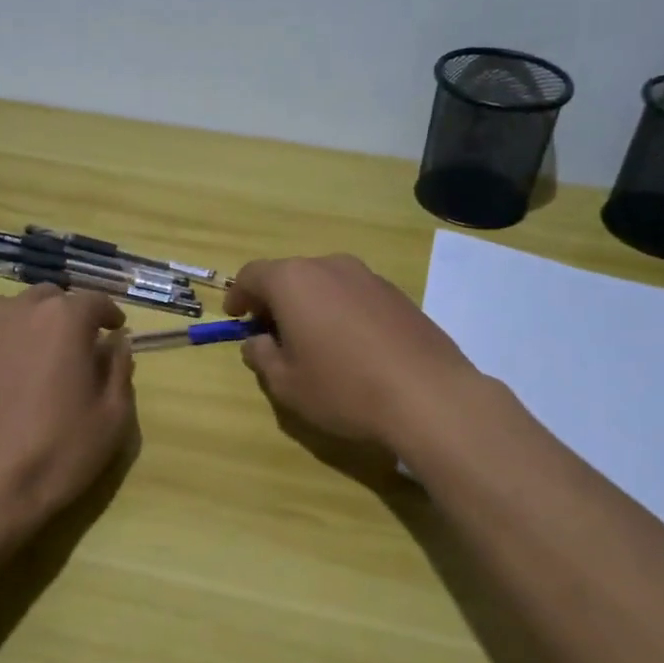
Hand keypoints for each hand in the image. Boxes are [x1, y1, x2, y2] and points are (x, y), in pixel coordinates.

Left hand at [0, 285, 135, 536]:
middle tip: (77, 347)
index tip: (116, 331)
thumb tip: (116, 344)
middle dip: (67, 316)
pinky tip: (1, 379)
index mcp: (63, 319)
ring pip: (11, 311)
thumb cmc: (57, 451)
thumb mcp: (112, 416)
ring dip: (30, 324)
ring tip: (36, 358)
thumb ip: (119, 369)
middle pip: (49, 299)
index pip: (93, 300)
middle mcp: (18, 311)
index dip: (109, 314)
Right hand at [224, 254, 480, 450]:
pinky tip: (350, 346)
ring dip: (310, 305)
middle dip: (275, 301)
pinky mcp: (397, 294)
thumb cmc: (344, 388)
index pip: (252, 275)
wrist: (428, 396)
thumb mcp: (287, 384)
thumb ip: (263, 356)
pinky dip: (340, 311)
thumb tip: (258, 342)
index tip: (236, 317)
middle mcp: (330, 266)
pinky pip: (354, 295)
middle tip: (271, 334)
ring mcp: (368, 277)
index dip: (238, 295)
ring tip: (312, 342)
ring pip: (325, 283)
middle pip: (290, 275)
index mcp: (294, 281)